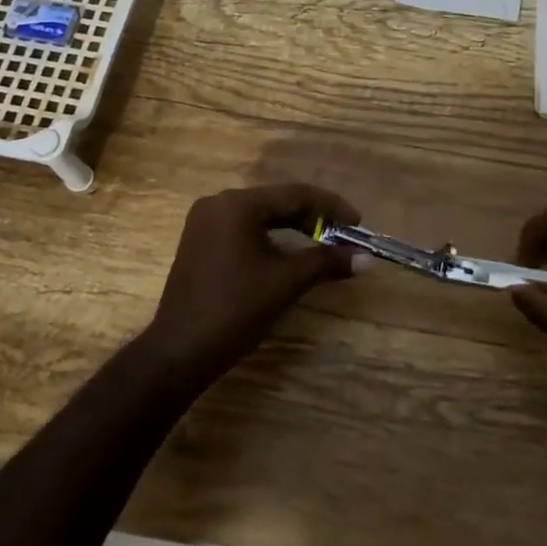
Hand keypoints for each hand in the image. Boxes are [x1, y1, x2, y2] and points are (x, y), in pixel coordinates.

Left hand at [145, 184, 364, 368]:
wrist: (180, 351)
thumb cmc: (236, 309)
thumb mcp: (287, 282)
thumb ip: (327, 262)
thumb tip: (366, 259)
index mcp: (237, 204)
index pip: (295, 194)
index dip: (332, 207)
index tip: (358, 224)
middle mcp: (218, 204)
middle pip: (277, 202)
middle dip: (314, 218)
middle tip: (344, 237)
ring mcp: (205, 223)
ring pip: (261, 216)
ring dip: (294, 229)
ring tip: (324, 245)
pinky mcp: (200, 243)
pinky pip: (244, 230)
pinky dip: (272, 239)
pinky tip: (290, 254)